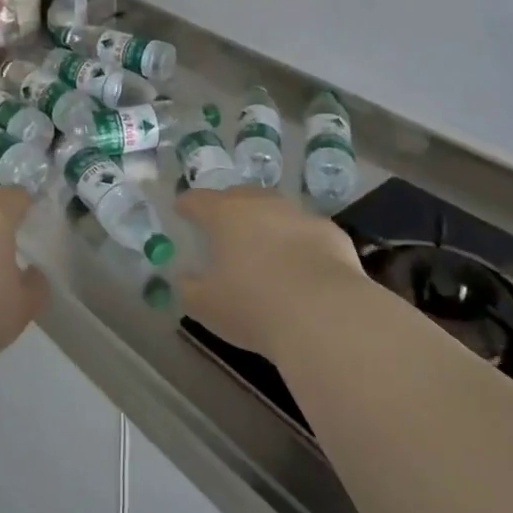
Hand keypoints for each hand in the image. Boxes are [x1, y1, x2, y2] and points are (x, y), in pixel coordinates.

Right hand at [176, 187, 368, 360]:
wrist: (326, 316)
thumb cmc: (254, 307)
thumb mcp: (206, 305)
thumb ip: (189, 288)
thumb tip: (186, 278)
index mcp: (225, 215)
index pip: (198, 200)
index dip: (187, 205)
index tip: (181, 211)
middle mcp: (262, 205)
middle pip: (239, 196)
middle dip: (228, 208)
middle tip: (222, 229)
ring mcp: (300, 215)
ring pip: (276, 211)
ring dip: (266, 224)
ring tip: (263, 248)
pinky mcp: (331, 233)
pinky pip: (306, 233)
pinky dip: (298, 244)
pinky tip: (301, 267)